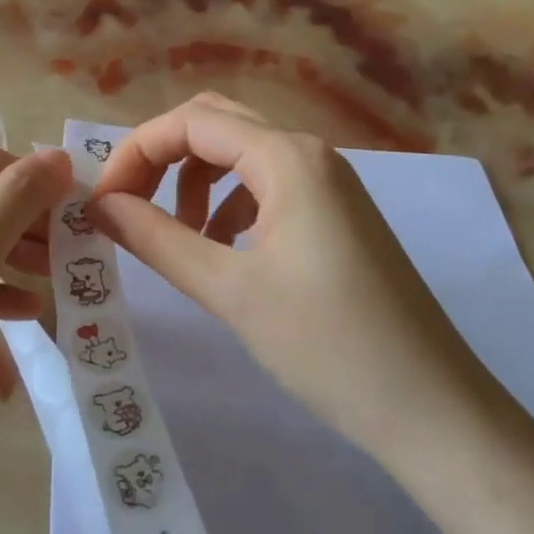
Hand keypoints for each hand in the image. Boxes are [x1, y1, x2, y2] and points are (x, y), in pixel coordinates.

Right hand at [89, 94, 498, 472]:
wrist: (435, 410)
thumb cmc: (328, 345)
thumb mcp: (229, 290)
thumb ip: (156, 239)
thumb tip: (99, 206)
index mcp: (287, 157)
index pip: (190, 122)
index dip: (135, 153)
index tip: (102, 204)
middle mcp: (309, 153)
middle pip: (214, 124)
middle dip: (161, 157)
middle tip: (128, 207)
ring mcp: (328, 182)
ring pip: (240, 153)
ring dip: (194, 181)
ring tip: (177, 236)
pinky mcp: (336, 213)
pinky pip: (266, 184)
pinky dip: (229, 203)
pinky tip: (222, 249)